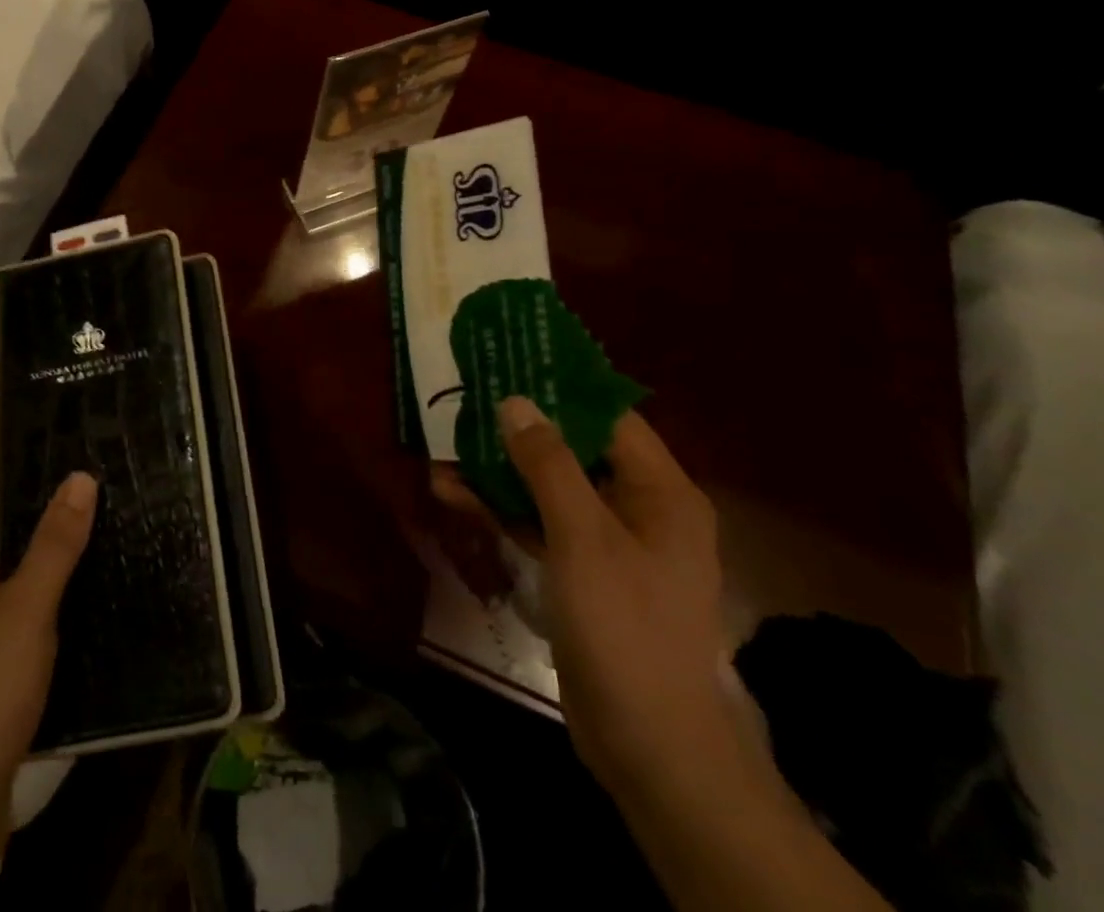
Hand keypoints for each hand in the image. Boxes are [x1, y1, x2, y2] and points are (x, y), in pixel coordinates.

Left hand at [0, 472, 97, 897]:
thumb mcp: (27, 606)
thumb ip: (54, 543)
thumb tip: (79, 477)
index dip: (24, 489)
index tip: (72, 478)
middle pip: (0, 547)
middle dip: (45, 533)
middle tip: (100, 513)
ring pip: (9, 591)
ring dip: (47, 578)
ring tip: (102, 556)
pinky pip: (13, 630)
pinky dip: (43, 620)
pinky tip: (82, 619)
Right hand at [490, 398, 749, 802]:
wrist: (647, 743)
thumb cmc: (624, 625)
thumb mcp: (582, 535)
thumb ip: (548, 463)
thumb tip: (516, 401)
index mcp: (659, 491)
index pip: (610, 417)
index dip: (561, 387)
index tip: (512, 360)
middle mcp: (638, 508)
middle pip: (574, 449)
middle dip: (518, 429)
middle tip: (467, 399)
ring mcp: (608, 542)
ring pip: (549, 488)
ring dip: (499, 470)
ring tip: (444, 446)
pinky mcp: (582, 572)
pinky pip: (540, 524)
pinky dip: (502, 509)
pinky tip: (453, 494)